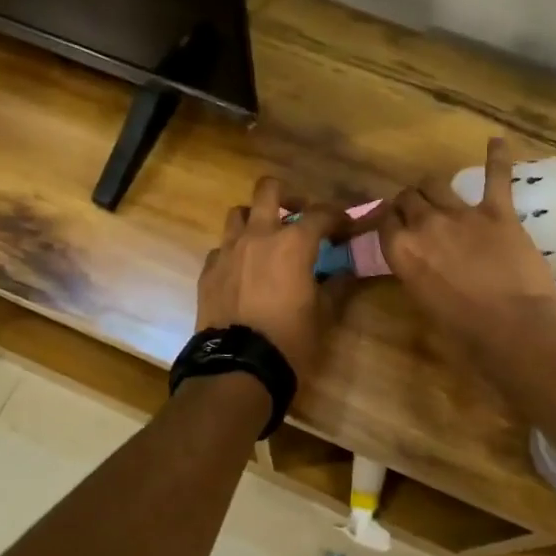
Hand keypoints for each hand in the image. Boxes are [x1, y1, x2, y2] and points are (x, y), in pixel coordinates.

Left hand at [198, 177, 348, 383]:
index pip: (321, 214)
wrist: (238, 366)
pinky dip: (235, 251)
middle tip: (298, 215)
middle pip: (268, 190)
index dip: (338, 217)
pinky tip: (243, 270)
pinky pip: (222, 247)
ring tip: (265, 239)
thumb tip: (344, 273)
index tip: (346, 228)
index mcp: (293, 243)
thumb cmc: (290, 340)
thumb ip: (336, 287)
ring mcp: (228, 250)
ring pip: (238, 213)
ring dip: (255, 218)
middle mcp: (258, 235)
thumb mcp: (323, 316)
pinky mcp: (209, 270)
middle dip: (287, 196)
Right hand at [378, 137, 555, 349]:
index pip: (385, 222)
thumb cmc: (465, 331)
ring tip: (437, 191)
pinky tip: (497, 140)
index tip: (394, 226)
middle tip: (415, 212)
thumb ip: (416, 274)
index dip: (389, 222)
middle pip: (408, 198)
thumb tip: (419, 264)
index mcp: (402, 253)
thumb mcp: (425, 304)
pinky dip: (497, 157)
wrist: (514, 326)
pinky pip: (496, 176)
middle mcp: (425, 225)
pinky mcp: (498, 211)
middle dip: (408, 202)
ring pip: (436, 183)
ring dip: (433, 187)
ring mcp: (462, 214)